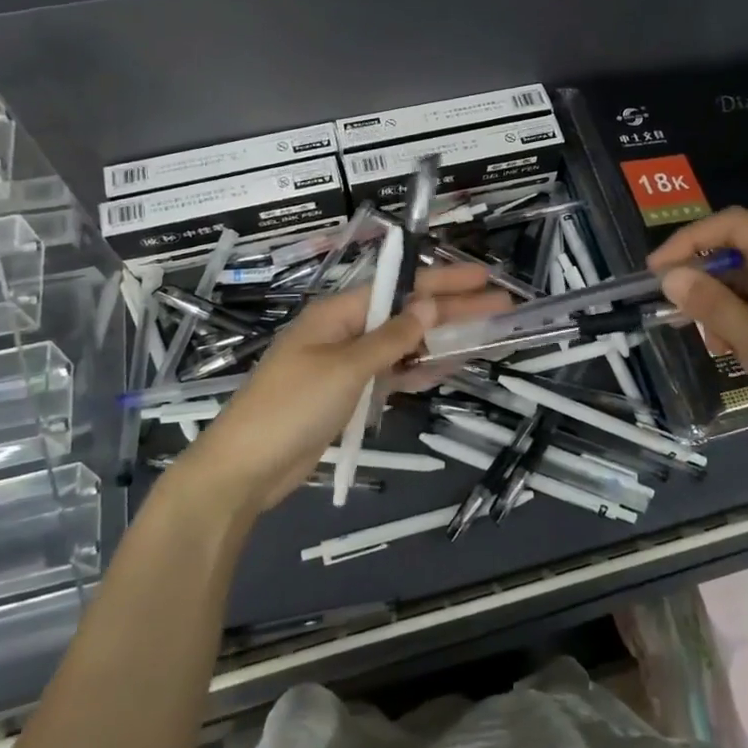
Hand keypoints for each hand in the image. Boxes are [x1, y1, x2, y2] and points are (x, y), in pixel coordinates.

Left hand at [175, 263, 511, 514]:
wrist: (246, 469)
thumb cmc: (291, 408)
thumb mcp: (345, 368)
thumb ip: (391, 339)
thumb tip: (429, 304)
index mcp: (339, 313)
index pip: (400, 288)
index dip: (444, 282)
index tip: (482, 278)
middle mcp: (345, 332)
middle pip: (407, 315)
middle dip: (453, 310)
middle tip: (501, 308)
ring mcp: (348, 366)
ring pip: (404, 346)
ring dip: (442, 341)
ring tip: (486, 336)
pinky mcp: (350, 397)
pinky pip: (393, 376)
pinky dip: (420, 371)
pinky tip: (450, 366)